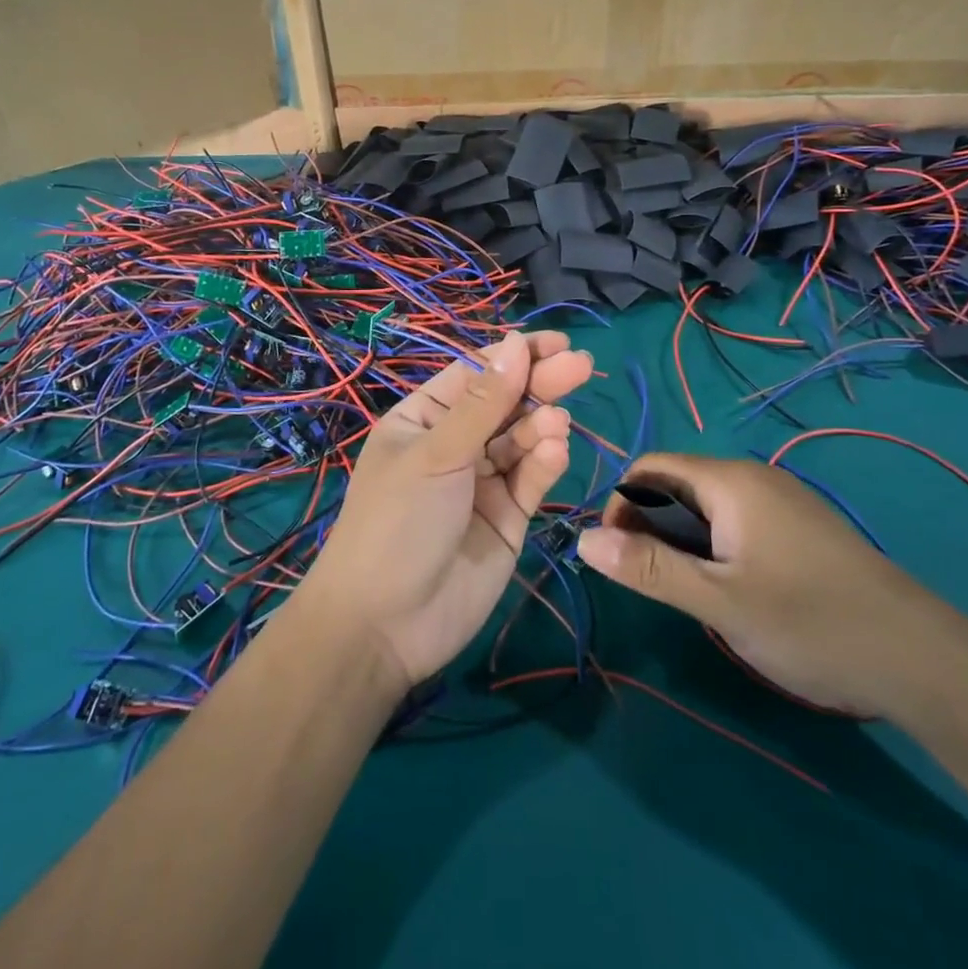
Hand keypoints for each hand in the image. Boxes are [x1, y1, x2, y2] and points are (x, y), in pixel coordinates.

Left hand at [296, 330, 592, 687]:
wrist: (385, 626)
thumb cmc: (397, 522)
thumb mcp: (436, 454)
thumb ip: (483, 403)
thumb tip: (515, 343)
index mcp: (423, 420)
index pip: (475, 374)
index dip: (514, 356)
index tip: (556, 343)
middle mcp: (454, 445)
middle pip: (506, 403)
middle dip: (540, 383)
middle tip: (581, 366)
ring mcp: (482, 482)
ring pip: (522, 440)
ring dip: (542, 425)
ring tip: (556, 421)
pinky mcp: (508, 518)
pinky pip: (531, 480)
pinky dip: (545, 462)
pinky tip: (554, 449)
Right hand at [576, 452, 958, 717]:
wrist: (919, 657)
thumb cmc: (809, 621)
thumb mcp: (717, 600)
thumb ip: (647, 568)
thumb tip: (583, 539)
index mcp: (728, 481)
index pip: (650, 467)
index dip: (621, 503)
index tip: (616, 554)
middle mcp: (753, 477)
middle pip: (678, 483)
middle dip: (649, 523)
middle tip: (649, 579)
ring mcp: (782, 501)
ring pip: (708, 505)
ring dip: (682, 538)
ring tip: (685, 590)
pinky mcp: (801, 527)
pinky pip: (738, 521)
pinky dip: (715, 545)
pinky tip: (729, 589)